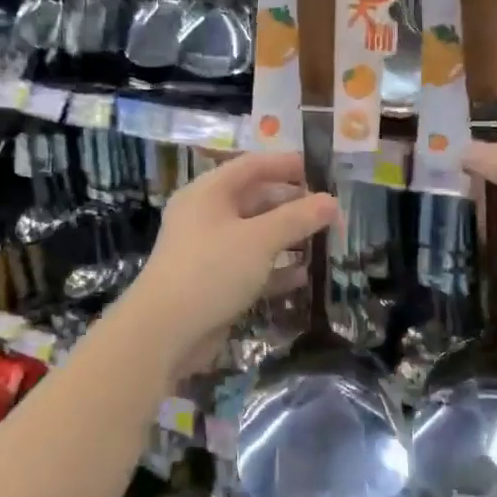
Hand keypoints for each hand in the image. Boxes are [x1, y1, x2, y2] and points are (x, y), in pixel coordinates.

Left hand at [129, 152, 337, 376]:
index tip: (320, 170)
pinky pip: (251, 267)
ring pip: (255, 236)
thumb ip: (297, 218)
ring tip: (324, 242)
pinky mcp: (214, 283)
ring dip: (288, 238)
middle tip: (330, 212)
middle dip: (292, 205)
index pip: (251, 166)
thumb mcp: (259, 239)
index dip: (286, 165)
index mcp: (208, 193)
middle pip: (255, 200)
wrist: (165, 332)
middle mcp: (206, 216)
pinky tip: (303, 277)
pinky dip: (275, 269)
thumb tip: (332, 201)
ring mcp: (209, 251)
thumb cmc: (212, 270)